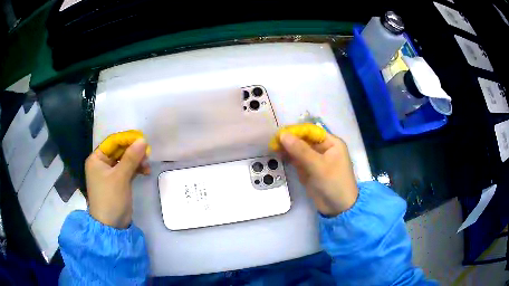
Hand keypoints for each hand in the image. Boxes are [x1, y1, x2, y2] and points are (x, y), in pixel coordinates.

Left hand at [85, 138, 150, 228]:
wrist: (111, 225)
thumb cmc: (110, 198)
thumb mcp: (120, 177)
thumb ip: (131, 157)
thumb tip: (143, 140)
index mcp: (96, 159)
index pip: (112, 142)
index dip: (127, 139)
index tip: (142, 139)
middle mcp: (102, 163)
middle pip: (119, 150)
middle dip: (133, 151)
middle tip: (147, 154)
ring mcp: (110, 173)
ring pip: (125, 160)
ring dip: (136, 161)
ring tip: (147, 165)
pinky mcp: (118, 182)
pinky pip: (127, 169)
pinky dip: (136, 169)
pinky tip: (145, 171)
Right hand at [279, 133, 357, 216]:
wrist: (338, 208)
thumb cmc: (334, 183)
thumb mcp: (318, 165)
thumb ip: (300, 150)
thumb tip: (283, 135)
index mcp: (331, 143)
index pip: (311, 131)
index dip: (296, 131)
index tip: (280, 134)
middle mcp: (323, 149)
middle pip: (304, 140)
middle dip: (290, 140)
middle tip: (273, 142)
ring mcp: (316, 160)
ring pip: (299, 150)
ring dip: (288, 148)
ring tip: (273, 148)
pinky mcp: (309, 170)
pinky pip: (298, 160)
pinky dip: (289, 158)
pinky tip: (279, 155)